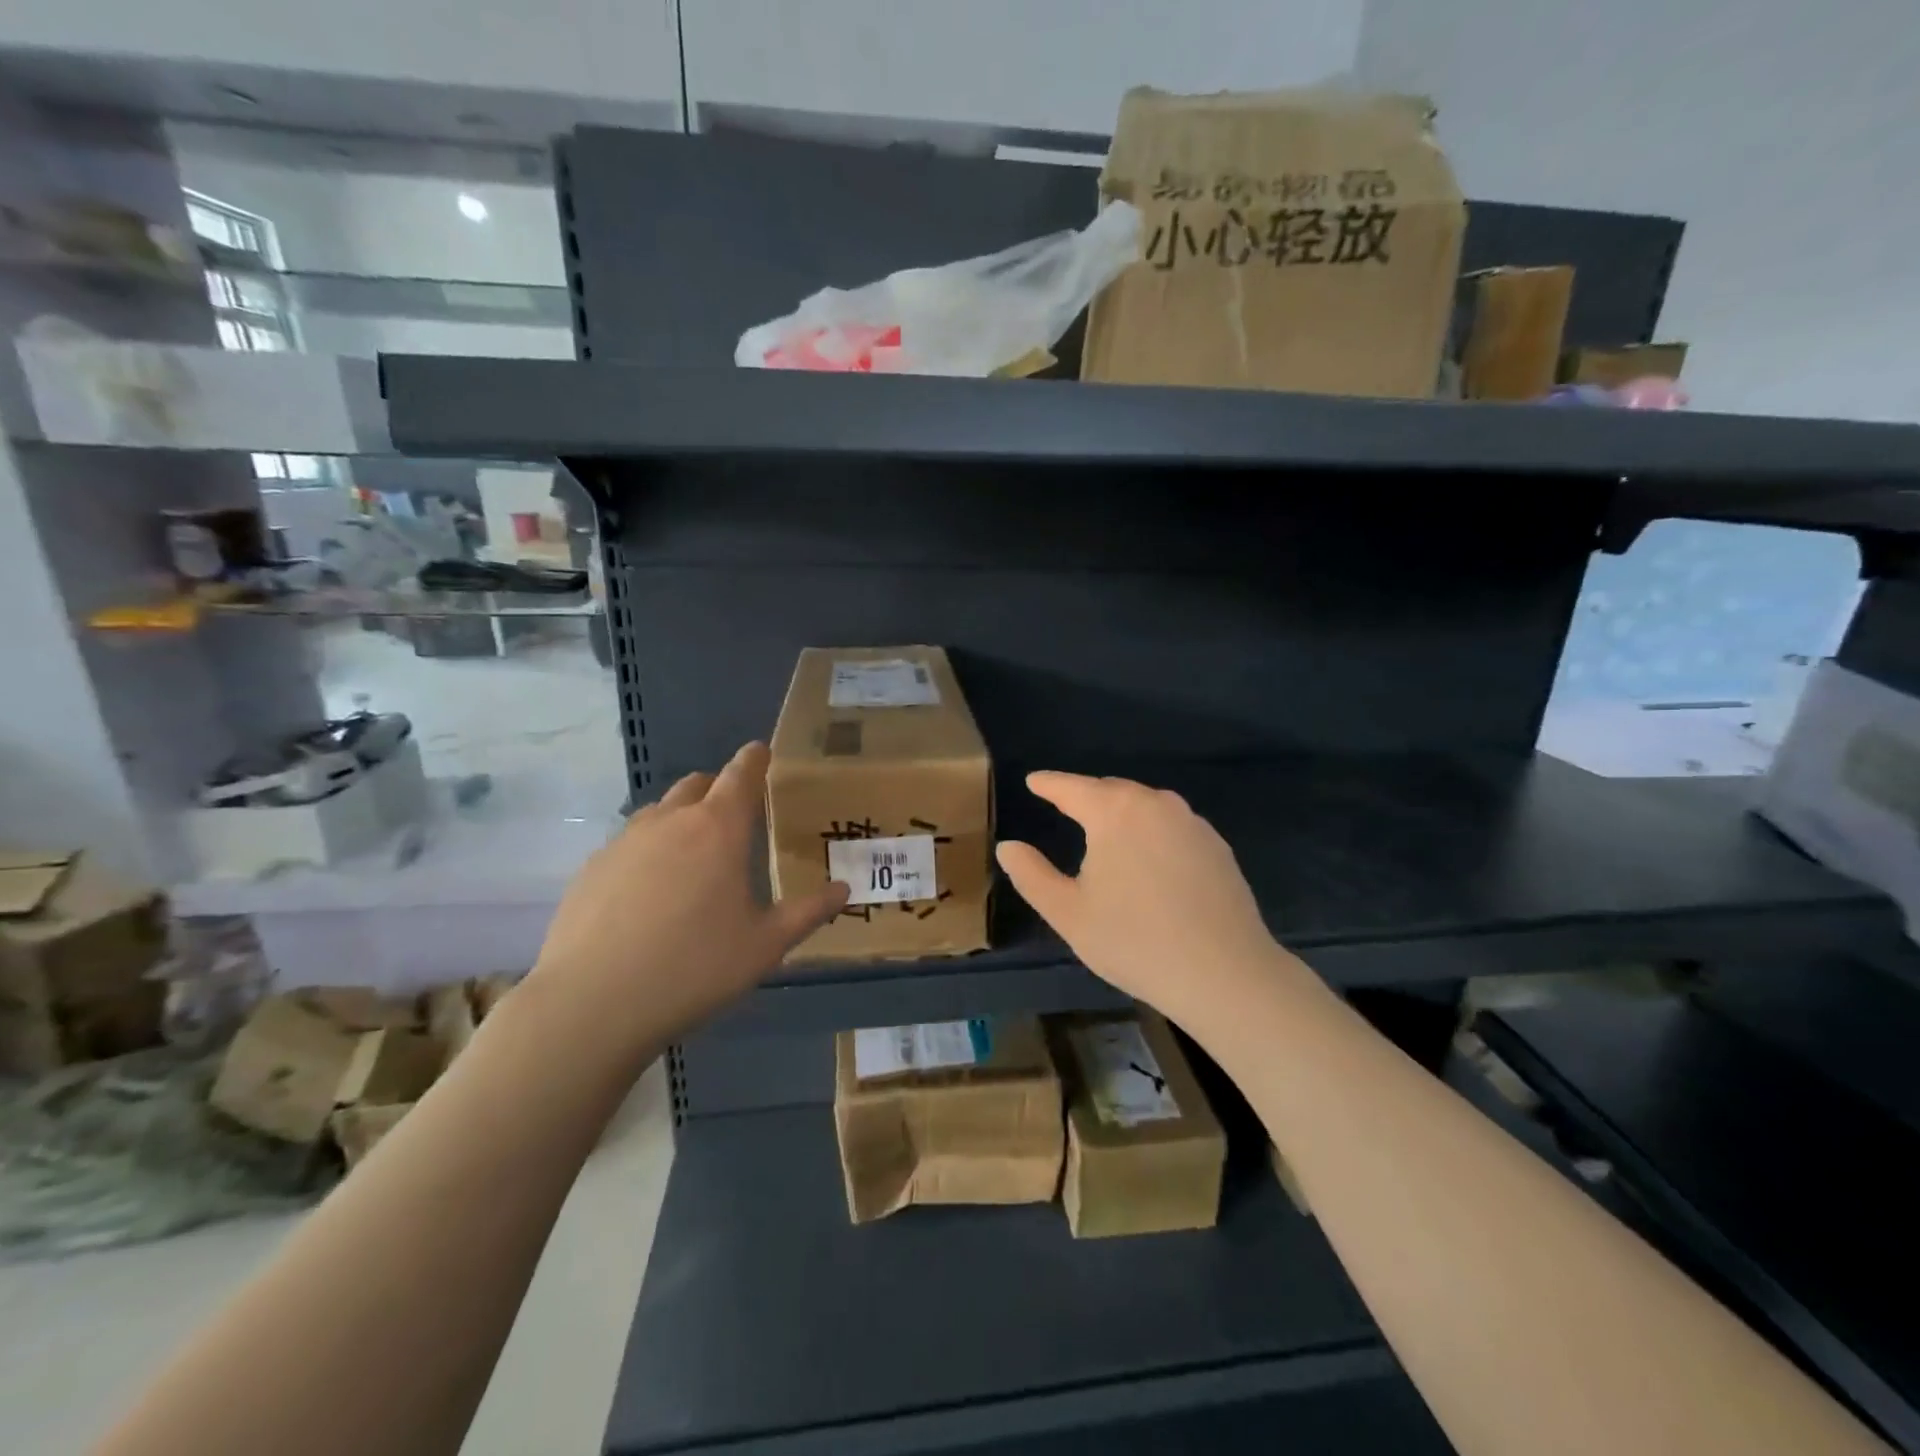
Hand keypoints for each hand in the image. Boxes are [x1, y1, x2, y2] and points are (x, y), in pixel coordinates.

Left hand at [524, 743, 847, 1061]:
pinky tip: (650, 893)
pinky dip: (649, 850)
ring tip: (694, 857)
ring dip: (682, 818)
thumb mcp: (765, 946)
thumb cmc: (694, 967)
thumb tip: (843, 890)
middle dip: (719, 789)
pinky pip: (630, 842)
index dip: (754, 759)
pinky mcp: (592, 867)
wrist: (591, 1003)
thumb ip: (808, 913)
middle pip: (698, 784)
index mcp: (718, 828)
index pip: (741, 774)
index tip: (762, 753)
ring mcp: (624, 841)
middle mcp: (670, 821)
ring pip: (661, 811)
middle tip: (735, 818)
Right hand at [995, 772, 1299, 1032]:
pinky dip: (1151, 831)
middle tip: (1065, 808)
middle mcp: (1155, 803)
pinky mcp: (1217, 845)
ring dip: (1121, 813)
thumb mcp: (1068, 913)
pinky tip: (1149, 859)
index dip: (1049, 784)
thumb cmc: (1134, 941)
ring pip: (1145, 806)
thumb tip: (1008, 847)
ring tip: (1105, 833)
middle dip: (1086, 796)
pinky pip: (1171, 825)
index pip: (1071, 787)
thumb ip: (1032, 875)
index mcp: (1114, 812)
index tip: (1033, 781)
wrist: (1225, 974)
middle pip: (1111, 790)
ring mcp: (1192, 822)